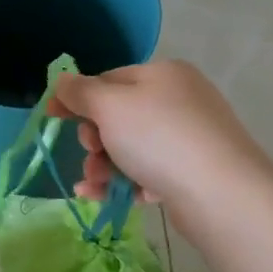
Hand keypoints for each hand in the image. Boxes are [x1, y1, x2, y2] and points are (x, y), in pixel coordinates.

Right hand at [50, 60, 269, 209]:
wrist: (222, 193)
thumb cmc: (159, 138)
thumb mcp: (110, 106)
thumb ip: (81, 92)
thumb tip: (63, 80)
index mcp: (163, 74)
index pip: (108, 79)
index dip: (77, 97)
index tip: (51, 116)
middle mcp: (179, 99)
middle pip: (119, 116)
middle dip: (94, 138)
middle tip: (90, 152)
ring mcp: (189, 137)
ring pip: (131, 147)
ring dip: (103, 165)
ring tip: (93, 184)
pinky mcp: (193, 172)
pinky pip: (149, 172)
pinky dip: (124, 183)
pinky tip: (104, 197)